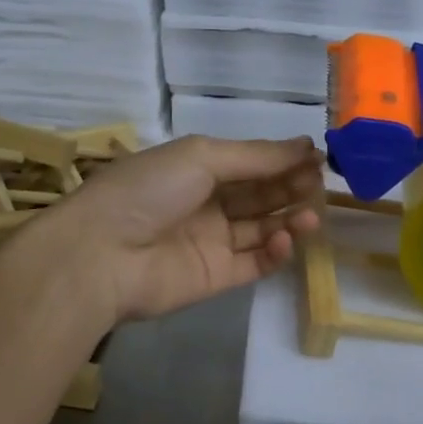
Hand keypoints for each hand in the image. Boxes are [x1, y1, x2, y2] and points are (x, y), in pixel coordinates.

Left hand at [30, 135, 324, 323]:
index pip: (249, 162)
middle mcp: (206, 203)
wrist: (102, 254)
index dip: (282, 159)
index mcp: (196, 168)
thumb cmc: (149, 190)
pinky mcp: (215, 277)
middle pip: (259, 194)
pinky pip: (253, 263)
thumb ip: (256, 156)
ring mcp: (211, 241)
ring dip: (289, 219)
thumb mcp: (202, 157)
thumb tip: (306, 146)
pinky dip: (274, 252)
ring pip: (261, 228)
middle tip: (320, 184)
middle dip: (290, 186)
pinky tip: (285, 239)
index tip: (318, 157)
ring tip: (311, 215)